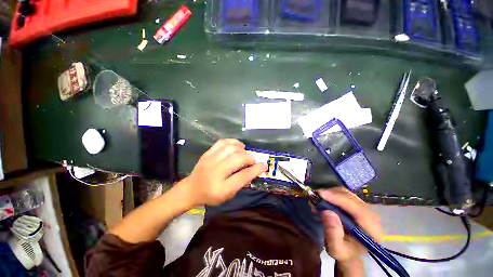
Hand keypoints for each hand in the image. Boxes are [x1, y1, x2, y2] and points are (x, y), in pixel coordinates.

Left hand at [180, 139, 266, 205]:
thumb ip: (241, 182)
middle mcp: (215, 172)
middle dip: (249, 158)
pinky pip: (222, 142)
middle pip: (237, 159)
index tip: (264, 165)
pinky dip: (232, 142)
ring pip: (230, 148)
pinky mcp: (208, 153)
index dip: (256, 170)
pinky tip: (237, 146)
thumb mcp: (228, 194)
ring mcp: (210, 160)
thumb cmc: (211, 195)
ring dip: (241, 149)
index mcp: (221, 188)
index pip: (243, 176)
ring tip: (245, 153)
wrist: (192, 188)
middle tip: (252, 160)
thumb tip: (254, 169)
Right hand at [319, 188, 382, 264]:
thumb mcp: (336, 249)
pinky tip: (322, 200)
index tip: (321, 194)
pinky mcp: (355, 204)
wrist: (349, 252)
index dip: (340, 199)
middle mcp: (371, 215)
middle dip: (331, 194)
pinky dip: (330, 194)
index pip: (358, 209)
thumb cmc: (344, 253)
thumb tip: (327, 212)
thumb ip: (333, 235)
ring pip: (346, 193)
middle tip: (314, 196)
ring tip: (316, 200)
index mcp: (372, 230)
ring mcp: (363, 208)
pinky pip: (342, 194)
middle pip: (351, 197)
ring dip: (329, 193)